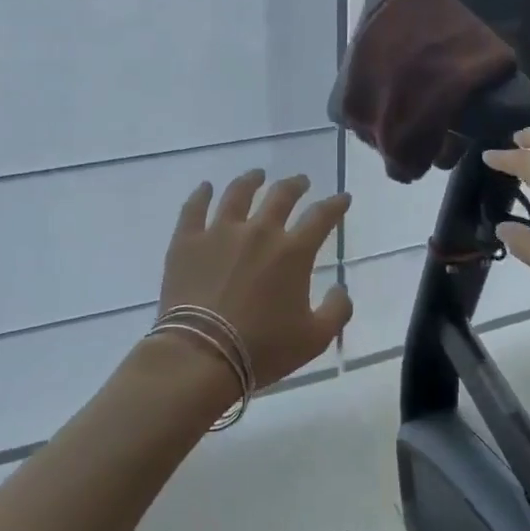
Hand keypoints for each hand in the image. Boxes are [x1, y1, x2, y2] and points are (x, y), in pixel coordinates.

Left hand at [158, 170, 353, 385]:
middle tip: (301, 182)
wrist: (202, 355)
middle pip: (281, 196)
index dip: (336, 205)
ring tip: (257, 175)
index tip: (343, 198)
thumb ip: (337, 310)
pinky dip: (201, 194)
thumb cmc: (263, 348)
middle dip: (296, 185)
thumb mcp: (315, 338)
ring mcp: (220, 232)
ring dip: (251, 181)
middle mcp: (259, 232)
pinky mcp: (187, 242)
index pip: (322, 217)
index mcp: (293, 251)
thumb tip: (341, 289)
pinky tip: (205, 187)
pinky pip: (194, 209)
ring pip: (238, 194)